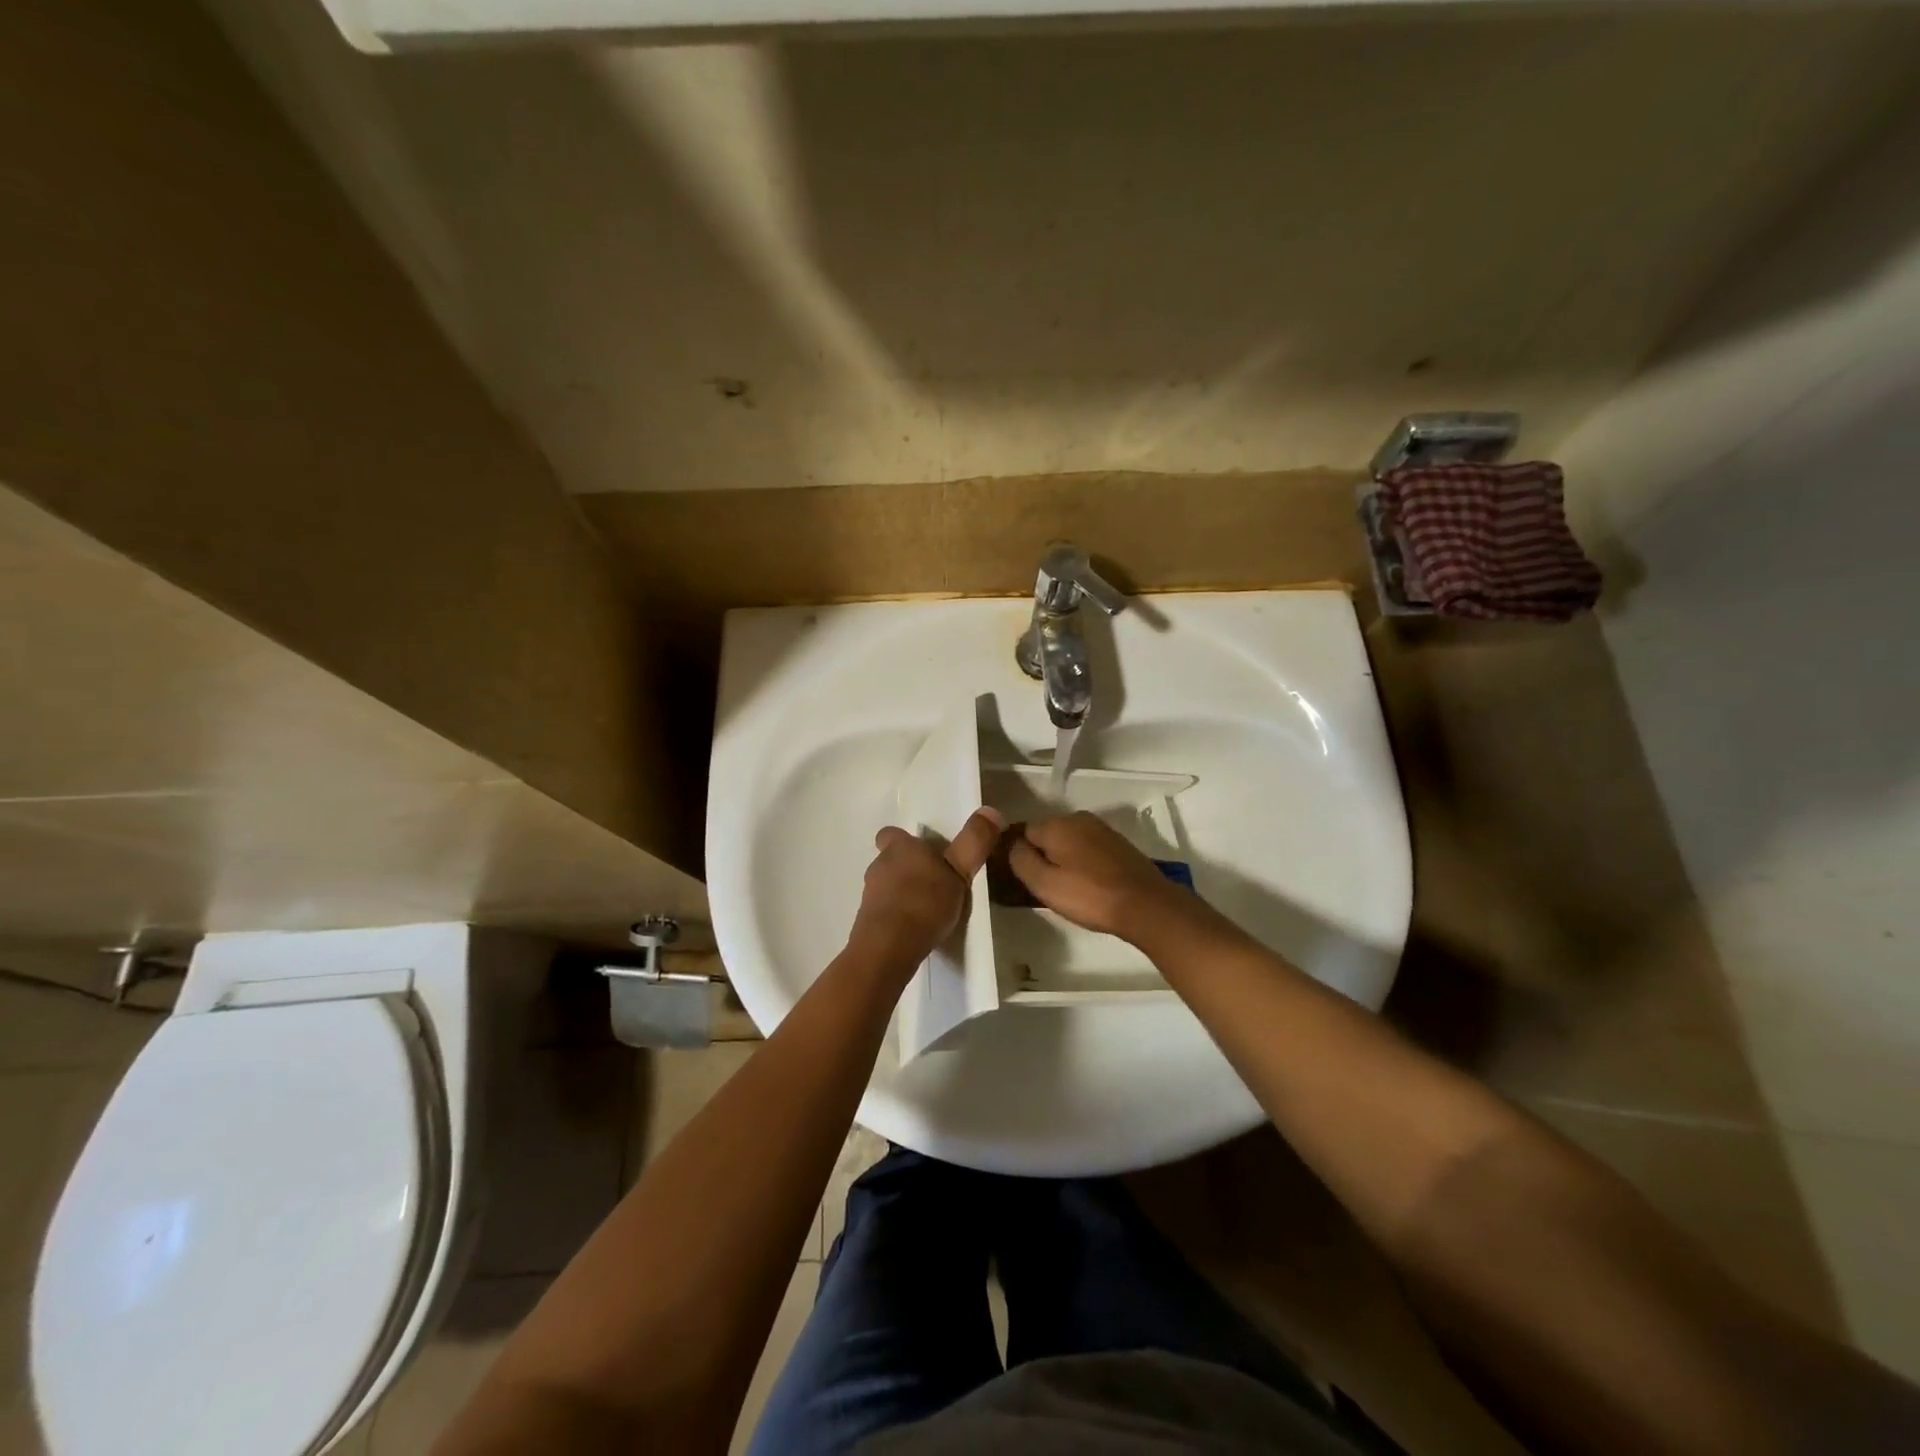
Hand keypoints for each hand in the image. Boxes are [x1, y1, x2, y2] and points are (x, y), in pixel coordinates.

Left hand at [849, 807, 1004, 965]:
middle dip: (909, 869)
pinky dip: (896, 916)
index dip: (904, 841)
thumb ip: (974, 842)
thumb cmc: (924, 903)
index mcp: (899, 848)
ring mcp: (870, 895)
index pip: (891, 834)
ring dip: (903, 893)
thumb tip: (991, 810)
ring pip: (887, 886)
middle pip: (891, 860)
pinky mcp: (867, 922)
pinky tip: (914, 929)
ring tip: (927, 909)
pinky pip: (884, 912)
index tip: (924, 853)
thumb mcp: (959, 872)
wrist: (888, 948)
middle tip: (935, 882)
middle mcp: (879, 865)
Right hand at [1006, 812, 1200, 944]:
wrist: (1146, 905)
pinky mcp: (1118, 843)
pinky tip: (1089, 884)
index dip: (1021, 855)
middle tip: (1047, 887)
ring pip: (1069, 842)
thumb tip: (1013, 845)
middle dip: (1043, 856)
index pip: (1023, 831)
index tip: (1026, 879)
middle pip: (1047, 835)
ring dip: (1064, 860)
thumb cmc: (1090, 896)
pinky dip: (1083, 862)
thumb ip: (1021, 860)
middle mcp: (1078, 818)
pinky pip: (1088, 849)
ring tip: (1069, 889)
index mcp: (1057, 824)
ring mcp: (1102, 829)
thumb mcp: (1044, 884)